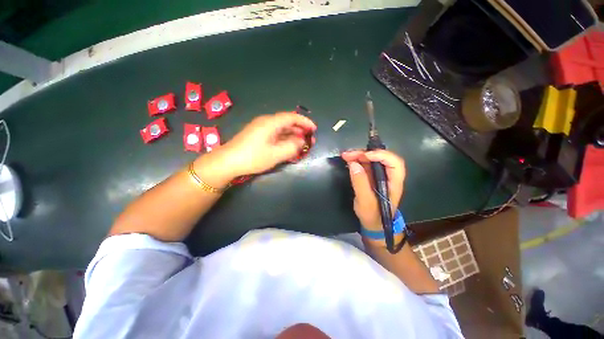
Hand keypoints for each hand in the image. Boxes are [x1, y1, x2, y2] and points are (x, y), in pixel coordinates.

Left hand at [218, 112, 316, 177]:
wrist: (228, 162)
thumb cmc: (253, 157)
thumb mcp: (276, 154)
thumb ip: (292, 147)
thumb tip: (301, 141)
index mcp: (270, 123)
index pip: (292, 117)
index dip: (304, 122)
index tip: (314, 129)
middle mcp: (266, 122)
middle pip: (287, 122)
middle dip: (300, 130)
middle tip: (310, 140)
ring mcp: (261, 129)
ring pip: (281, 129)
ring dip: (293, 136)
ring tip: (302, 144)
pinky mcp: (258, 136)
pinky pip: (275, 135)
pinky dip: (284, 140)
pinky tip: (289, 147)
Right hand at [341, 150, 405, 232]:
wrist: (373, 223)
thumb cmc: (373, 215)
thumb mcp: (365, 201)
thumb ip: (360, 183)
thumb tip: (353, 164)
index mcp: (394, 182)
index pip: (394, 163)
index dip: (381, 155)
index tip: (364, 156)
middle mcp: (388, 175)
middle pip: (381, 157)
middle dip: (364, 153)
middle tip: (348, 155)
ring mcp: (379, 175)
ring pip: (372, 159)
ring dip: (359, 155)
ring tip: (345, 156)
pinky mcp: (371, 176)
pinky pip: (365, 164)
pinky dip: (357, 160)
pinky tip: (348, 160)